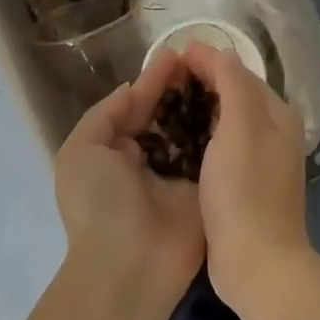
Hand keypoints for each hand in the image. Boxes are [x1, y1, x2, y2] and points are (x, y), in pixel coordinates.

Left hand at [54, 49, 204, 299]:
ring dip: (207, 106)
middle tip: (207, 59)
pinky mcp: (206, 191)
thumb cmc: (99, 203)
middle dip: (184, 89)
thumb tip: (131, 89)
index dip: (154, 81)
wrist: (130, 265)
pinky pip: (215, 156)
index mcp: (116, 152)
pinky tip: (239, 106)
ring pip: (195, 132)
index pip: (138, 108)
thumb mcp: (81, 152)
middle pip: (170, 117)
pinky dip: (224, 133)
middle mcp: (149, 161)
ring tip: (225, 75)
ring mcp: (180, 177)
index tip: (177, 54)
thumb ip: (105, 115)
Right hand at [180, 43, 315, 312]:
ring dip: (198, 110)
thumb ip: (232, 83)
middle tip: (160, 81)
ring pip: (226, 123)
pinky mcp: (244, 186)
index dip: (206, 61)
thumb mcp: (240, 127)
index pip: (239, 73)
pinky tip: (176, 143)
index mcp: (277, 115)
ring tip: (162, 106)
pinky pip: (219, 149)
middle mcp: (274, 134)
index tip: (169, 56)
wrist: (256, 262)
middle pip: (234, 96)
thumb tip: (218, 51)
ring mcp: (260, 163)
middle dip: (201, 83)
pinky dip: (199, 138)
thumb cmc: (245, 191)